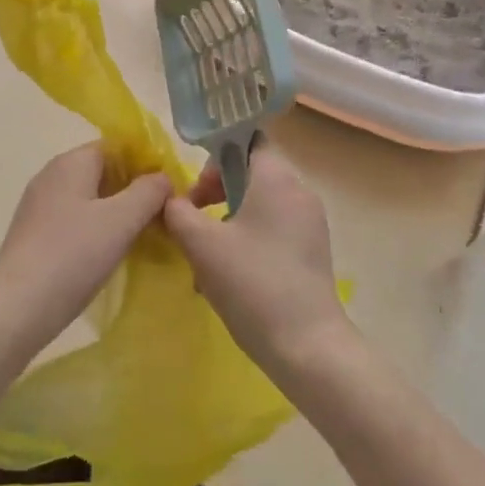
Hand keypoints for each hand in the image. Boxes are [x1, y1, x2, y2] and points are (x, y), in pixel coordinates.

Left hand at [0, 143, 171, 355]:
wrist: (18, 307)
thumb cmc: (74, 255)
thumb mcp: (122, 220)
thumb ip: (149, 191)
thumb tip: (163, 178)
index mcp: (72, 161)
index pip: (117, 146)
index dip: (146, 163)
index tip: (169, 190)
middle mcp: (52, 175)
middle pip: (103, 170)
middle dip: (134, 189)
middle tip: (161, 217)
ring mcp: (39, 205)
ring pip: (89, 197)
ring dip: (117, 212)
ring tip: (142, 237)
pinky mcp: (34, 233)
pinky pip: (75, 219)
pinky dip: (96, 229)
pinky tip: (109, 253)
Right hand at [161, 142, 350, 380]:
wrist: (307, 346)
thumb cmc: (252, 283)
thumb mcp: (202, 245)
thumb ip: (179, 213)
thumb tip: (172, 201)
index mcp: (277, 179)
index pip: (249, 140)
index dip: (217, 155)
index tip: (195, 185)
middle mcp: (299, 192)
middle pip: (252, 173)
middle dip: (217, 190)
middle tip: (192, 218)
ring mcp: (310, 224)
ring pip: (261, 204)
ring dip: (228, 218)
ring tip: (205, 253)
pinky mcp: (312, 252)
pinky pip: (274, 229)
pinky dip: (249, 238)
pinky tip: (228, 274)